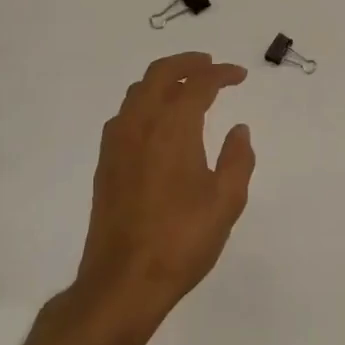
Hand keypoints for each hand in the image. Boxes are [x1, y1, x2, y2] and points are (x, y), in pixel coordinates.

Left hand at [74, 53, 255, 325]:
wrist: (122, 282)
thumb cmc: (182, 240)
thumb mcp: (226, 201)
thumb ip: (237, 159)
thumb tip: (239, 130)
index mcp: (173, 128)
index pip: (198, 84)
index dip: (220, 74)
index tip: (239, 75)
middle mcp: (140, 125)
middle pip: (159, 74)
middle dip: (187, 63)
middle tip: (209, 65)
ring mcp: (117, 143)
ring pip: (137, 92)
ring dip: (163, 80)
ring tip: (185, 88)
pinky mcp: (105, 164)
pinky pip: (124, 115)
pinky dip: (144, 102)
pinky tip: (157, 122)